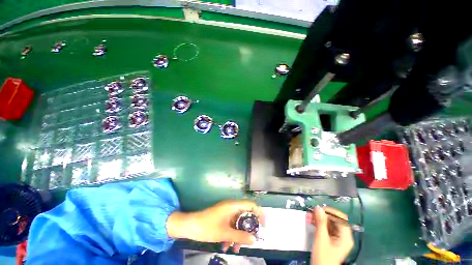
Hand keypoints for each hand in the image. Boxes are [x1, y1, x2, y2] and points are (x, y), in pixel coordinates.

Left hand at [166, 200, 263, 252]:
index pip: (250, 205)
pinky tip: (226, 246)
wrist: (190, 226)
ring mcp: (226, 212)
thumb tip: (254, 240)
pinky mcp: (222, 218)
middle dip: (248, 228)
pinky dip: (231, 234)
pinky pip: (231, 225)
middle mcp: (231, 207)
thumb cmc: (207, 227)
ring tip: (237, 248)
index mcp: (233, 206)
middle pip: (245, 215)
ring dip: (238, 234)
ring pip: (237, 222)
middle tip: (252, 239)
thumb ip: (240, 237)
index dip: (259, 213)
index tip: (264, 224)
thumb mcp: (224, 234)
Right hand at [306, 207, 353, 264]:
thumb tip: (318, 208)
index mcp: (345, 237)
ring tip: (309, 216)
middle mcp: (343, 236)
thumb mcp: (321, 239)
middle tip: (311, 212)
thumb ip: (320, 223)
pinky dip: (319, 223)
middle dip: (322, 215)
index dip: (331, 212)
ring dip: (319, 218)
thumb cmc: (323, 256)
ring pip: (329, 223)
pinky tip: (311, 221)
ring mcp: (337, 238)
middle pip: (335, 220)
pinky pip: (326, 227)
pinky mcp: (331, 239)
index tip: (319, 209)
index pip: (341, 218)